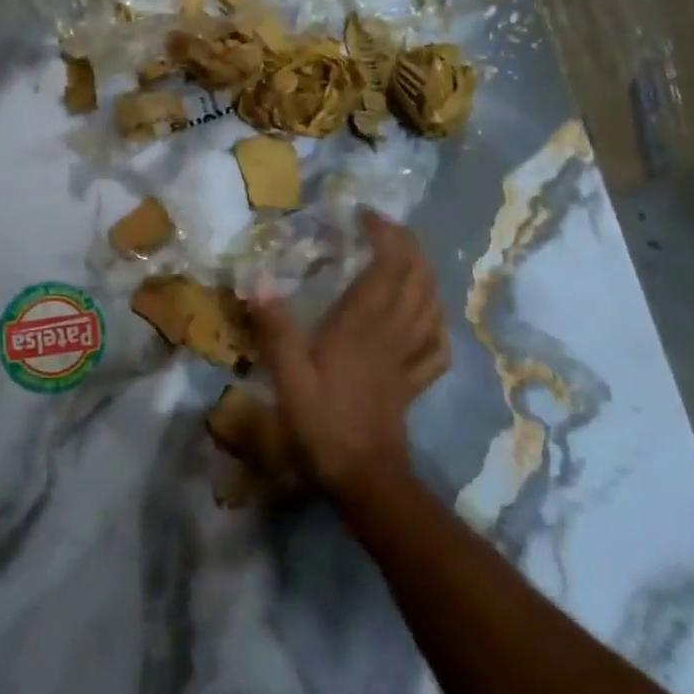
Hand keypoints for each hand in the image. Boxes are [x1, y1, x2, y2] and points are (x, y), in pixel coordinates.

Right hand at [248, 210, 447, 503]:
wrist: (364, 478)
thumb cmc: (321, 423)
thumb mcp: (287, 375)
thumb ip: (274, 326)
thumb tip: (257, 277)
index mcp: (362, 324)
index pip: (387, 265)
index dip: (384, 234)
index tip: (364, 214)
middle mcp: (392, 332)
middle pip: (416, 277)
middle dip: (407, 244)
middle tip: (386, 228)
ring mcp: (407, 357)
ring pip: (430, 304)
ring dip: (424, 273)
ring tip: (408, 257)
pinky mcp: (413, 381)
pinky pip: (435, 345)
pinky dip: (436, 321)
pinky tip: (429, 317)